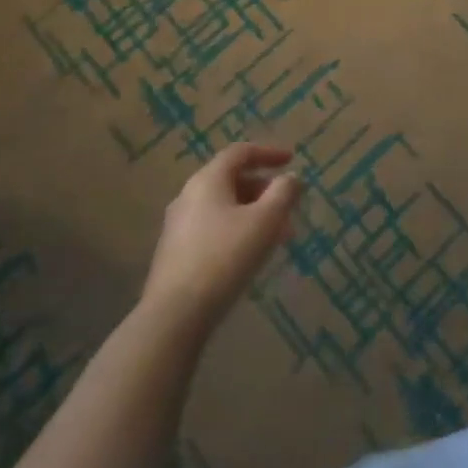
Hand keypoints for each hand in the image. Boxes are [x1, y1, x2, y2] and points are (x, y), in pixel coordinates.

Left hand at [142, 144, 301, 330]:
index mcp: (207, 180)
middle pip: (232, 180)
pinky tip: (251, 254)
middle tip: (288, 205)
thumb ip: (283, 193)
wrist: (174, 315)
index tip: (292, 160)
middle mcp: (189, 196)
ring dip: (253, 213)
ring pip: (224, 207)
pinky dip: (237, 230)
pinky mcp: (176, 252)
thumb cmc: (224, 258)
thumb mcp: (265, 221)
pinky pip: (213, 228)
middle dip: (264, 189)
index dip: (268, 153)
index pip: (240, 153)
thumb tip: (292, 178)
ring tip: (278, 235)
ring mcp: (179, 225)